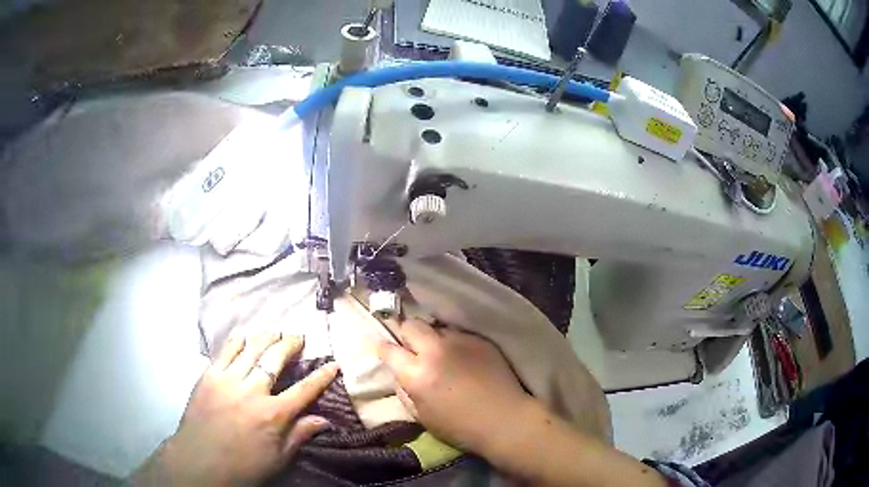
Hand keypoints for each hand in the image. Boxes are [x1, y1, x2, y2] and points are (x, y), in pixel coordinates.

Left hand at [132, 331, 337, 486]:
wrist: (200, 462)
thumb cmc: (243, 466)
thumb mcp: (278, 459)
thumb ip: (299, 435)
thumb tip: (324, 420)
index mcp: (273, 415)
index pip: (304, 390)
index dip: (321, 376)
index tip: (334, 364)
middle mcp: (253, 391)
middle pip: (276, 360)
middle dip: (291, 345)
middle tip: (298, 337)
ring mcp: (228, 380)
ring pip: (251, 349)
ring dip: (266, 337)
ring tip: (275, 332)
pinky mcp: (209, 376)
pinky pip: (225, 351)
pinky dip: (237, 341)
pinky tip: (243, 337)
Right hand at [376, 319, 534, 455]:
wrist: (504, 420)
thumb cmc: (459, 426)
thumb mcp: (420, 415)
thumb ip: (404, 390)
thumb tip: (399, 373)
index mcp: (416, 374)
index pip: (388, 349)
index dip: (379, 346)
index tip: (378, 345)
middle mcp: (435, 351)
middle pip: (411, 325)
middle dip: (407, 335)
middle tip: (412, 348)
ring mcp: (459, 341)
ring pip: (436, 326)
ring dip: (432, 338)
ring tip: (440, 352)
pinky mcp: (479, 339)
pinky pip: (457, 333)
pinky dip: (453, 342)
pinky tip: (461, 357)